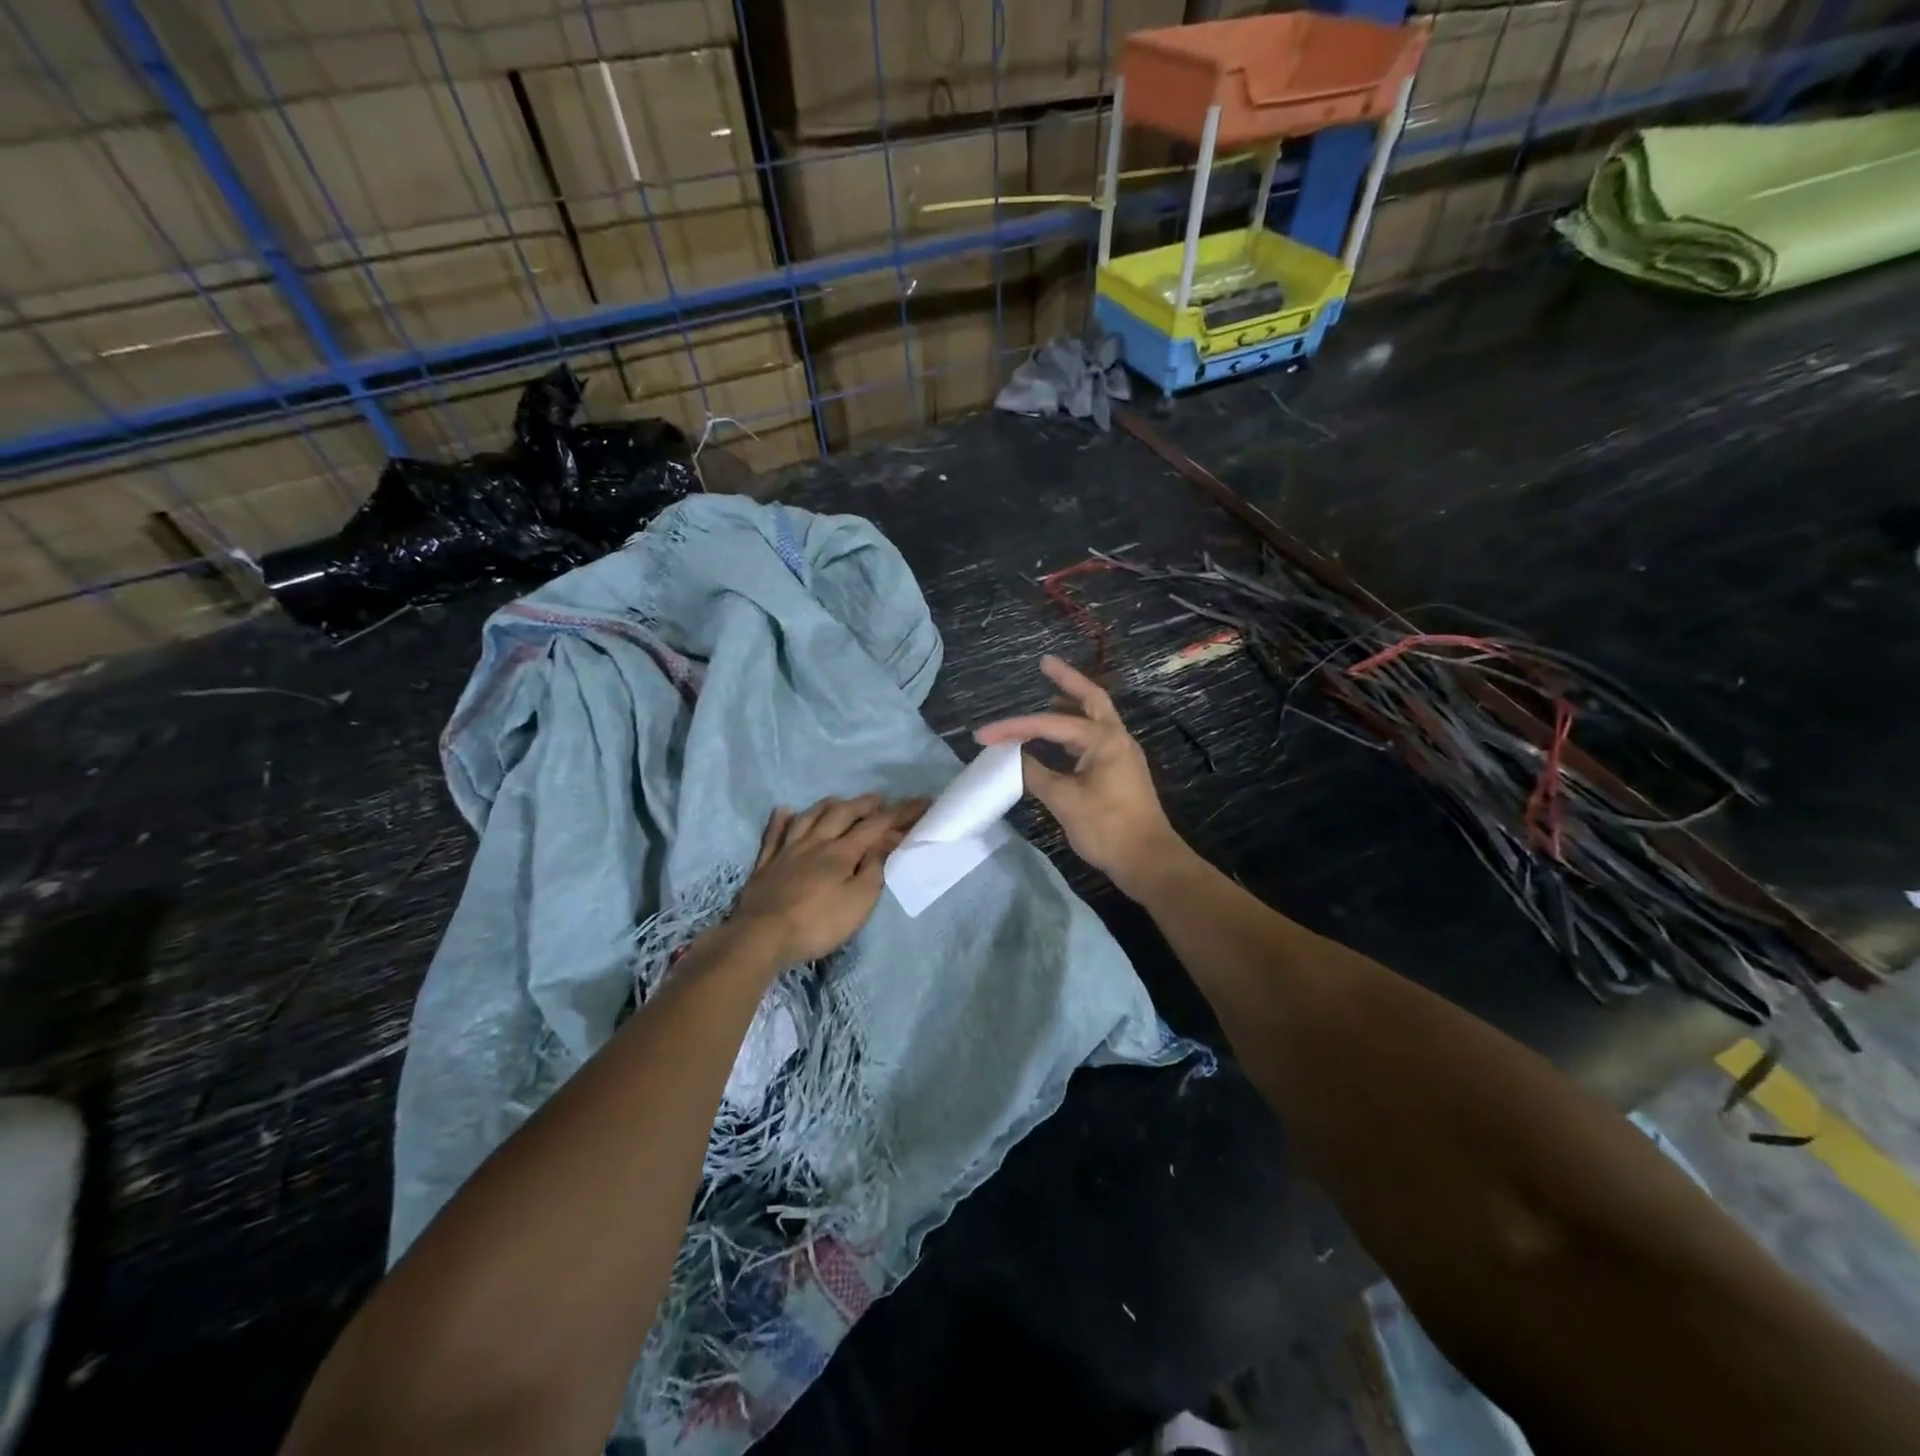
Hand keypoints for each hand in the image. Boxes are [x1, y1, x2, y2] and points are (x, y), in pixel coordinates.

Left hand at [729, 794, 927, 965]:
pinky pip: (773, 834)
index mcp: (841, 853)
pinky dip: (781, 820)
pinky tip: (784, 810)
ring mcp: (787, 851)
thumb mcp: (859, 902)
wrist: (762, 937)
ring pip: (809, 817)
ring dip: (828, 805)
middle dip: (864, 804)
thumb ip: (874, 868)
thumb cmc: (818, 924)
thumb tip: (885, 840)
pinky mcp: (765, 864)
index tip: (920, 802)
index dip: (899, 812)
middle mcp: (815, 843)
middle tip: (880, 798)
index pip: (876, 826)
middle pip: (842, 814)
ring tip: (841, 800)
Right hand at [975, 655, 1186, 900]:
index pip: (1051, 724)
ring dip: (1070, 705)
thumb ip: (1035, 774)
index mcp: (1104, 740)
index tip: (983, 735)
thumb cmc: (1108, 828)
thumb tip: (1012, 759)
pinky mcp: (1118, 771)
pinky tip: (1056, 739)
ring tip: (1047, 693)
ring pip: (1093, 718)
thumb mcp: (1064, 801)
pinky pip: (1092, 739)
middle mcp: (1116, 738)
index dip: (1014, 728)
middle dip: (1066, 680)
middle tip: (1044, 663)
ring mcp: (1120, 754)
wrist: (1148, 861)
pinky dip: (1073, 730)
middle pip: (1090, 698)